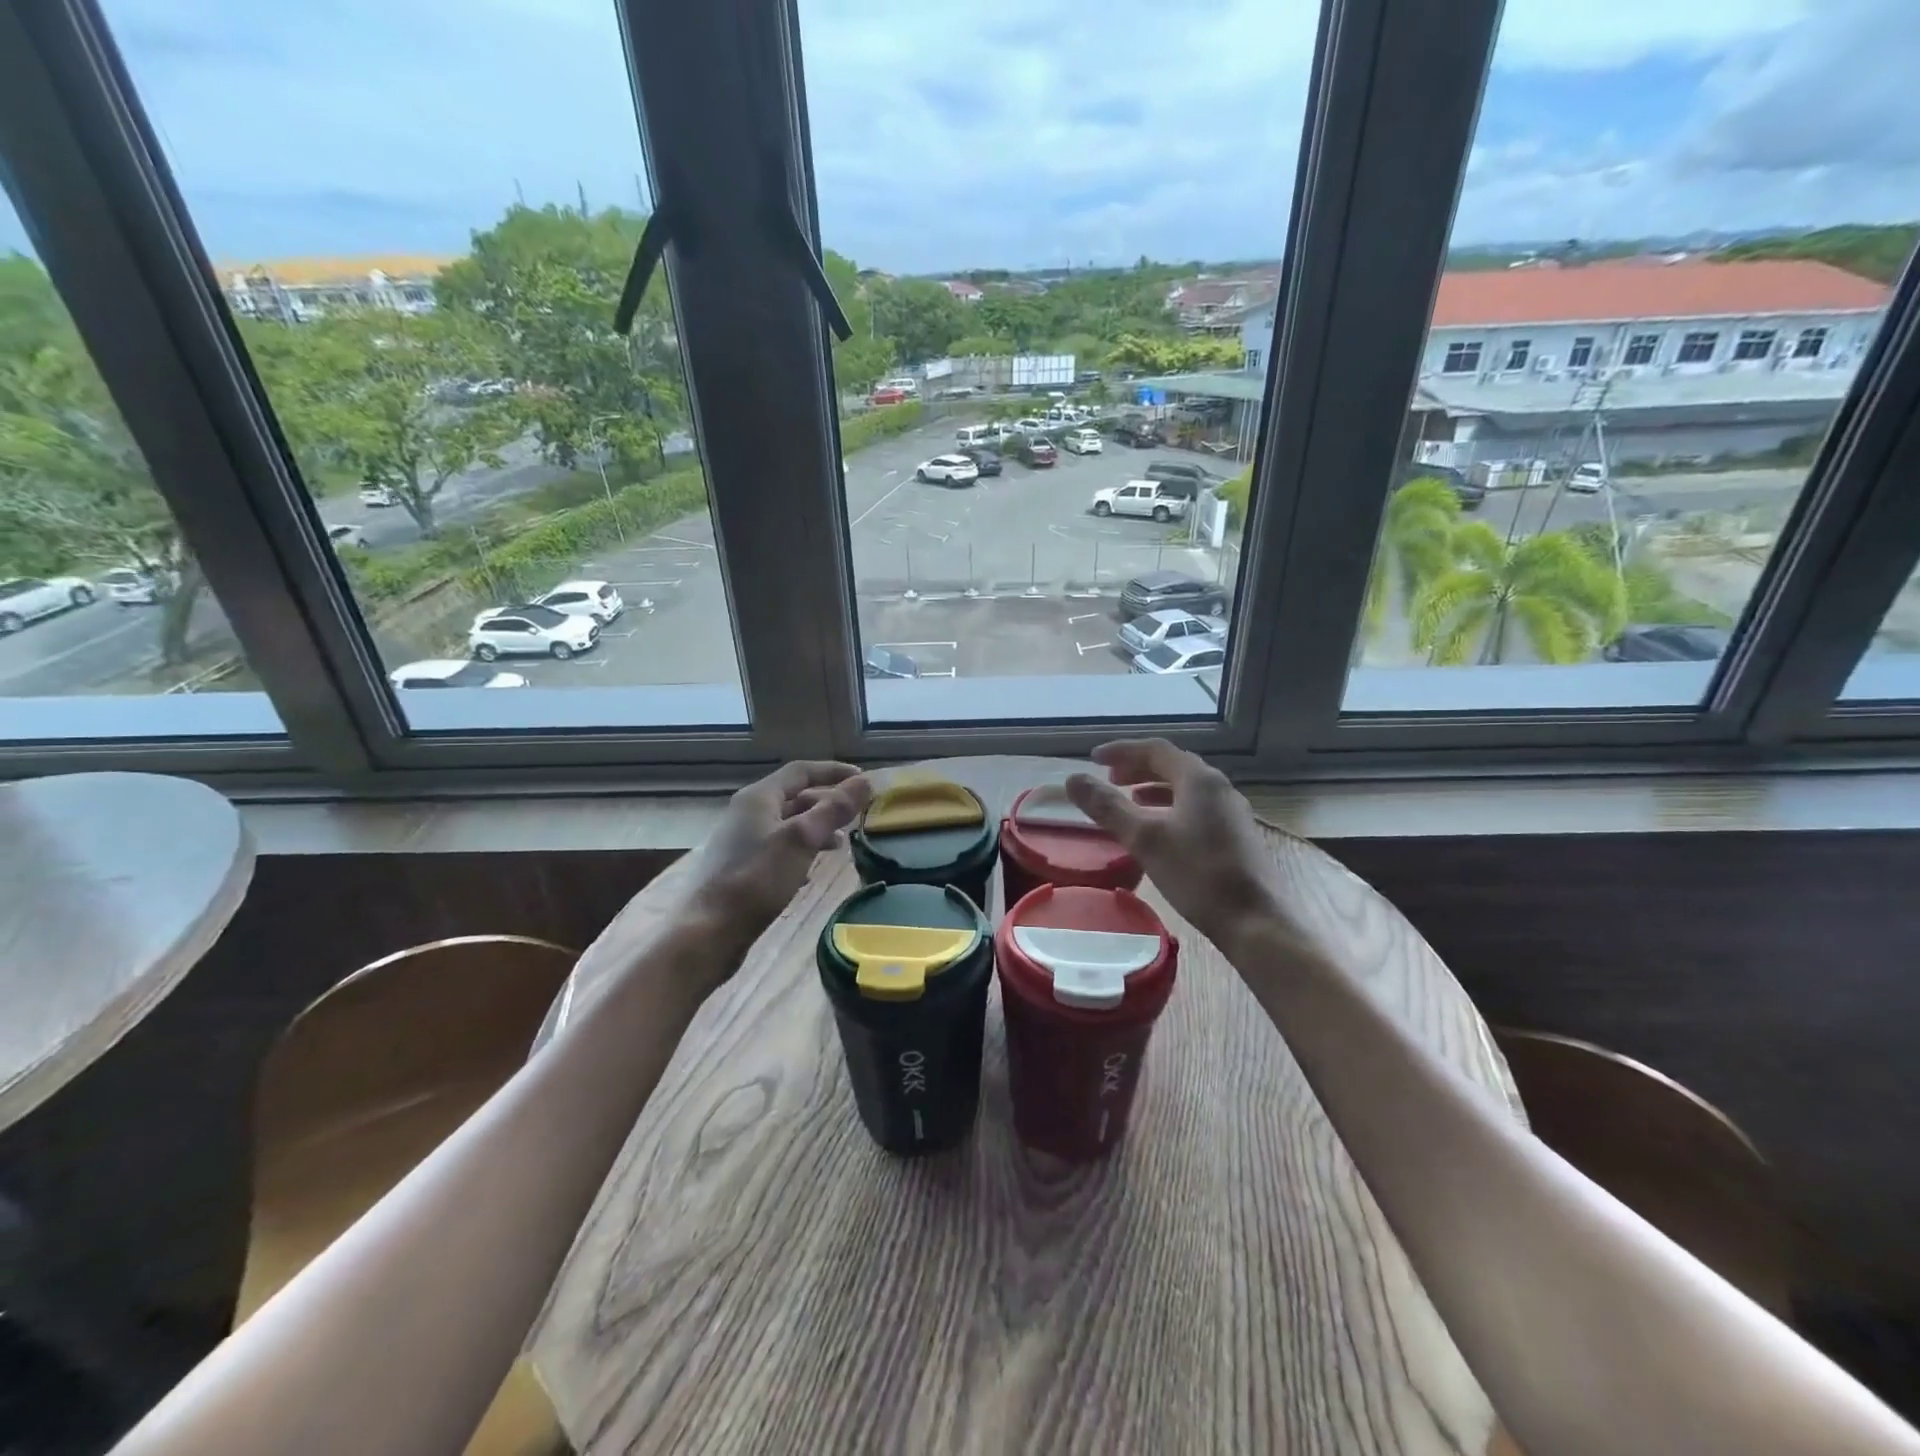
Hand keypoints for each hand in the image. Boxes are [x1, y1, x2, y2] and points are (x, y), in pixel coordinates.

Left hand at [682, 761, 871, 944]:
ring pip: (786, 825)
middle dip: (827, 803)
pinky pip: (777, 849)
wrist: (708, 932)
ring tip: (840, 844)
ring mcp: (741, 841)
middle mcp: (747, 813)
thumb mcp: (802, 839)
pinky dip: (800, 852)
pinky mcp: (740, 868)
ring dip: (815, 829)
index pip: (801, 771)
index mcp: (759, 797)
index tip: (863, 780)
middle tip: (855, 816)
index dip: (833, 772)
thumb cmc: (757, 879)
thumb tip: (865, 781)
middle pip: (794, 797)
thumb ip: (834, 809)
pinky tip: (811, 872)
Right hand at [1066, 739, 1284, 951]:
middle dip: (1138, 767)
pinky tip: (1160, 830)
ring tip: (1129, 799)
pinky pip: (1196, 807)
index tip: (1093, 758)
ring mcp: (1231, 812)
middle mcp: (1218, 787)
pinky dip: (1170, 807)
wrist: (1255, 921)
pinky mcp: (1236, 836)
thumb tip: (1073, 779)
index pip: (1156, 749)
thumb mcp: (1144, 838)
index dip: (1122, 750)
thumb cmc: (1197, 874)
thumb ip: (1107, 806)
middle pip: (1173, 765)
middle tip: (1109, 778)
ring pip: (1186, 788)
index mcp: (1199, 779)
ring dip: (1154, 788)